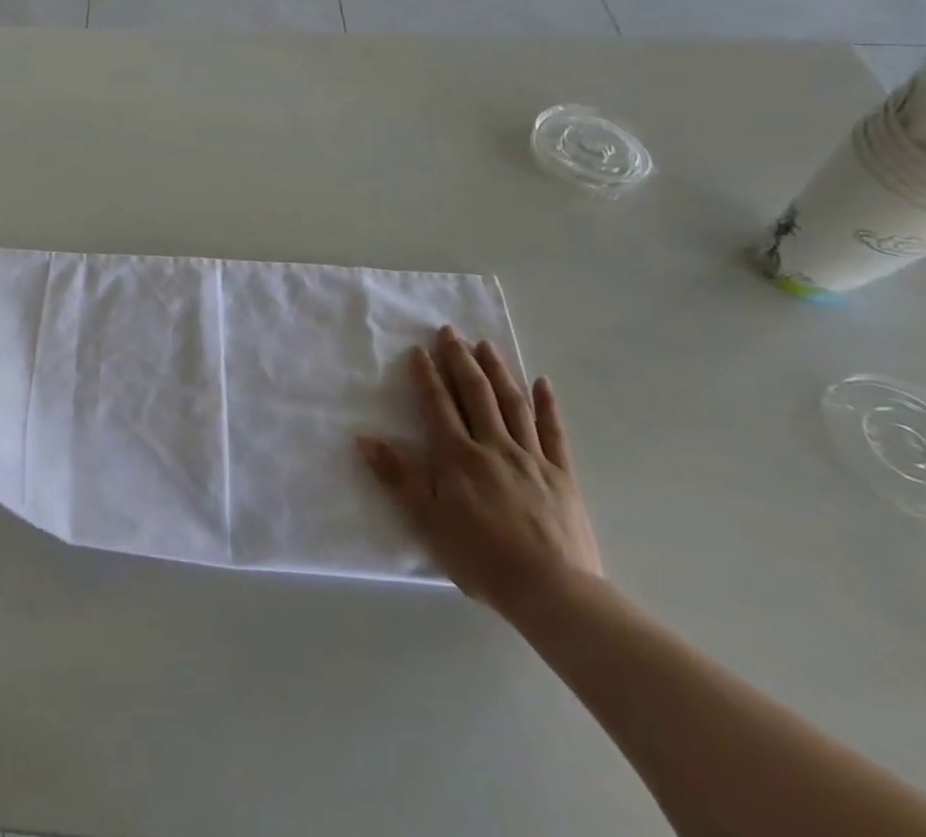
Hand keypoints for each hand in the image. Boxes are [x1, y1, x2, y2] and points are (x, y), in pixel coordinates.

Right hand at [357, 326, 600, 617]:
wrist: (552, 592)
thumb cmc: (481, 558)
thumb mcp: (427, 521)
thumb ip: (397, 476)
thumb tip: (363, 437)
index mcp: (458, 456)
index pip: (438, 405)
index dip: (427, 376)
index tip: (419, 350)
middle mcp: (493, 446)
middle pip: (475, 394)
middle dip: (460, 360)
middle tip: (450, 332)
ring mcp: (531, 457)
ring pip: (512, 403)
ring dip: (497, 371)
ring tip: (486, 345)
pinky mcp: (561, 475)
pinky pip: (553, 432)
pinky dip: (547, 405)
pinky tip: (542, 382)